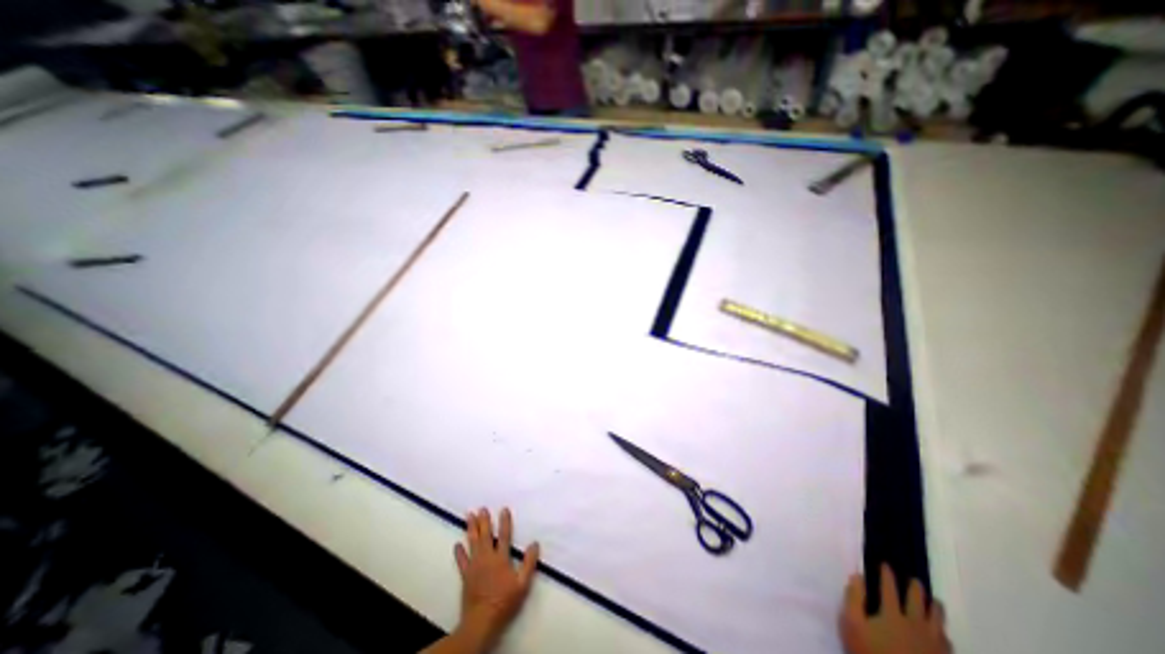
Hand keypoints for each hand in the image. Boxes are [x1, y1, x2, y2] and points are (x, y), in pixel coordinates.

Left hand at [455, 508, 541, 651]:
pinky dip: (459, 552)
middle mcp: (487, 558)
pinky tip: (457, 544)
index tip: (503, 509)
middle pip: (485, 535)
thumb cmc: (504, 602)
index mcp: (501, 558)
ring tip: (469, 516)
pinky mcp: (466, 576)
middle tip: (482, 508)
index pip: (504, 535)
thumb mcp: (523, 584)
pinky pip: (461, 561)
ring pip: (472, 543)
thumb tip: (534, 543)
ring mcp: (474, 566)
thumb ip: (529, 563)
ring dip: (471, 529)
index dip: (504, 521)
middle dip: (484, 521)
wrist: (481, 621)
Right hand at [843, 565, 949, 651]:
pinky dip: (943, 632)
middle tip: (916, 580)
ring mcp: (932, 645)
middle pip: (918, 602)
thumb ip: (854, 598)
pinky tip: (943, 633)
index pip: (889, 588)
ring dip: (936, 609)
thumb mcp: (852, 624)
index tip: (886, 564)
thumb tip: (857, 576)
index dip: (887, 575)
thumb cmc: (870, 652)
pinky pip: (947, 642)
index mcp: (892, 614)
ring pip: (938, 622)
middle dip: (916, 589)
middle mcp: (915, 625)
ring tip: (936, 602)